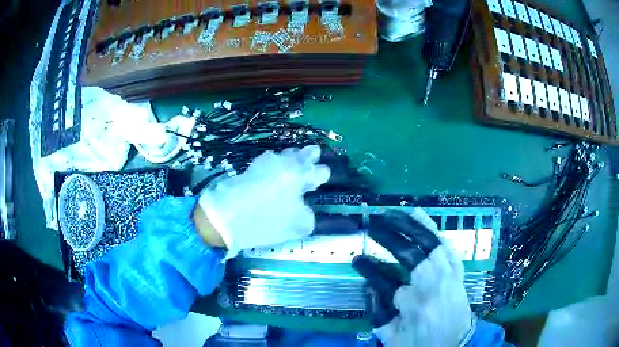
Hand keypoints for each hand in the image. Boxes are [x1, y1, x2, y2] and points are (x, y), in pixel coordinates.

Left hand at [197, 145, 329, 257]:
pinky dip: (275, 167)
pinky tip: (272, 178)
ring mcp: (264, 162)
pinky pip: (269, 163)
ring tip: (291, 171)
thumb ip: (309, 215)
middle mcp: (284, 162)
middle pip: (303, 154)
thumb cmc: (265, 222)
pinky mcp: (250, 167)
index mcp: (299, 174)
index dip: (323, 177)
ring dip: (291, 161)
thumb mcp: (298, 226)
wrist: (225, 218)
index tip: (320, 182)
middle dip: (310, 157)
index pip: (321, 170)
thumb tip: (304, 207)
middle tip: (311, 164)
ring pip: (284, 156)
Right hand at [352, 209, 475, 346]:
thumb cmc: (423, 345)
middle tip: (374, 224)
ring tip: (395, 213)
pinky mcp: (458, 273)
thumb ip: (379, 315)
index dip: (370, 270)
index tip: (356, 260)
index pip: (387, 281)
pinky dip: (434, 230)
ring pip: (432, 243)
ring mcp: (450, 276)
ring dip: (412, 226)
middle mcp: (435, 286)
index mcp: (415, 306)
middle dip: (391, 236)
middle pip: (411, 254)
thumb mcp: (394, 339)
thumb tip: (369, 287)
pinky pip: (447, 247)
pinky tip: (423, 217)